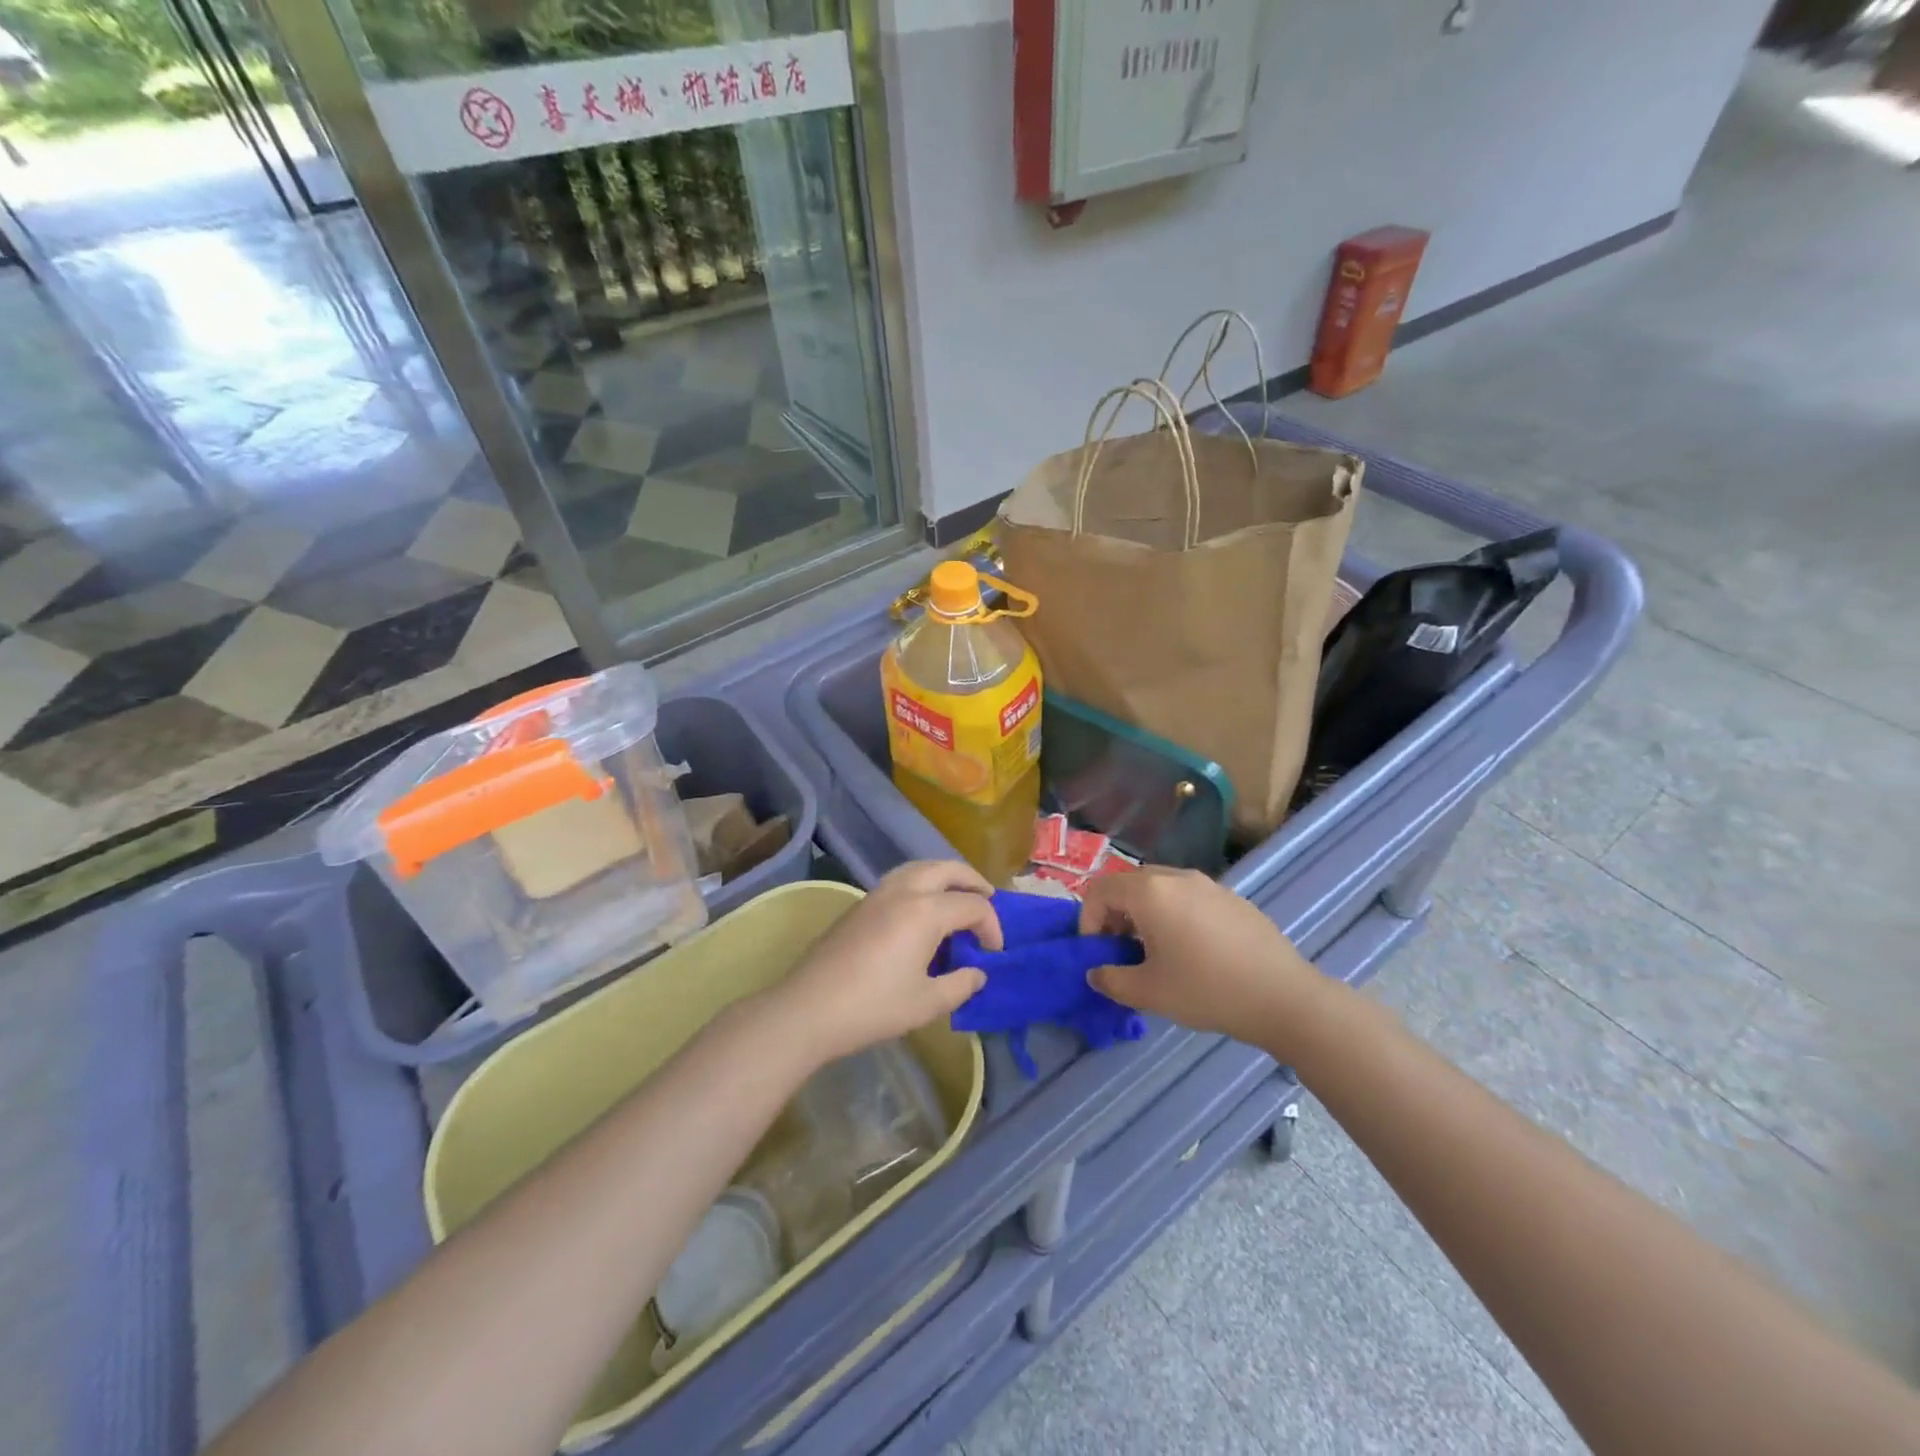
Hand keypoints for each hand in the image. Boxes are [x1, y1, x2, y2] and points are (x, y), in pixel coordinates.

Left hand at [775, 861, 998, 1062]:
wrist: (809, 1008)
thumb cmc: (873, 1007)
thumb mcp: (927, 1003)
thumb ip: (960, 985)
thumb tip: (977, 973)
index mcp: (926, 911)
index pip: (973, 906)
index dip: (991, 927)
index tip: (994, 953)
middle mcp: (904, 890)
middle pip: (948, 869)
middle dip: (973, 881)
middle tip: (988, 900)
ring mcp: (878, 893)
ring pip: (921, 867)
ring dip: (945, 876)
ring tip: (958, 896)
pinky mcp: (860, 904)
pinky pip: (901, 878)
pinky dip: (922, 882)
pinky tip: (923, 909)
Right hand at [1078, 867, 1322, 1048]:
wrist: (1283, 996)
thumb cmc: (1206, 990)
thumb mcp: (1148, 992)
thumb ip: (1111, 979)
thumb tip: (1095, 972)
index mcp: (1149, 892)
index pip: (1099, 890)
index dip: (1088, 921)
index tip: (1099, 954)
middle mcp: (1176, 877)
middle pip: (1128, 884)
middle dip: (1115, 915)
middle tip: (1122, 951)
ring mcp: (1208, 884)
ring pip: (1159, 888)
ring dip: (1144, 914)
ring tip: (1156, 952)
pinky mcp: (1231, 898)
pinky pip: (1188, 896)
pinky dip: (1174, 914)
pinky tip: (1193, 951)